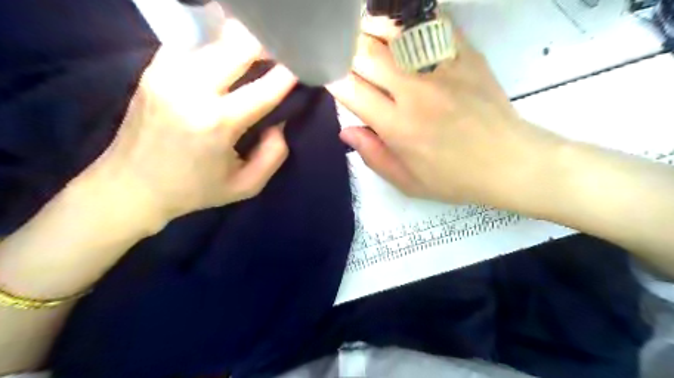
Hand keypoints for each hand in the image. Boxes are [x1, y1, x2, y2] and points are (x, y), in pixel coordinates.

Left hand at [83, 19, 295, 223]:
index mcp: (216, 123)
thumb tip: (280, 123)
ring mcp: (168, 73)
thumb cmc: (194, 190)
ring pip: (215, 37)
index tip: (304, 64)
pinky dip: (215, 43)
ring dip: (241, 42)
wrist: (131, 186)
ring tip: (258, 53)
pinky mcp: (153, 68)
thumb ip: (273, 156)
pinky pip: (193, 41)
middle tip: (282, 53)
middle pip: (238, 47)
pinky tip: (226, 55)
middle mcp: (191, 89)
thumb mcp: (245, 186)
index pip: (264, 88)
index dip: (288, 74)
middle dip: (266, 46)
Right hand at [327, 16, 564, 208]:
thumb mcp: (407, 182)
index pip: (350, 90)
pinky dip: (408, 19)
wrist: (508, 163)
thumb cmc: (453, 178)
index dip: (331, 78)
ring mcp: (441, 69)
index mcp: (397, 127)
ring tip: (358, 27)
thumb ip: (372, 155)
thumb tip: (345, 130)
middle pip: (366, 54)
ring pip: (394, 32)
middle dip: (344, 48)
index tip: (325, 74)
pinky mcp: (465, 55)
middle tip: (337, 47)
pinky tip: (397, 23)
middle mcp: (414, 92)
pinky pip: (432, 24)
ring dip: (369, 27)